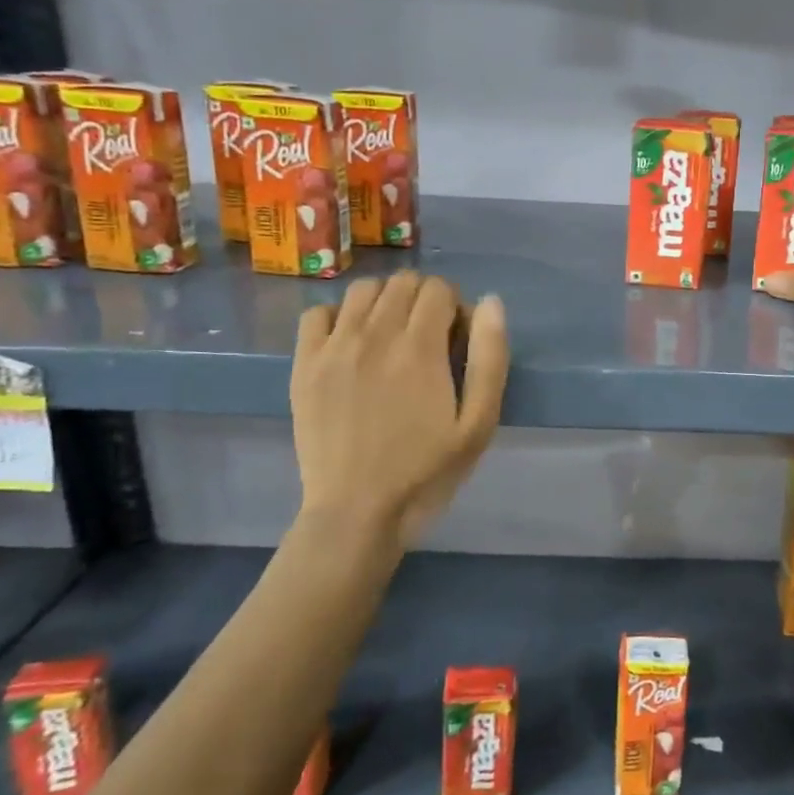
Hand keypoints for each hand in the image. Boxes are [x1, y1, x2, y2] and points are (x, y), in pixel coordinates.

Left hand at [290, 274, 508, 545]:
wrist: (357, 512)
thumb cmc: (427, 472)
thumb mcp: (479, 424)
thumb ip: (489, 358)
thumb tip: (490, 302)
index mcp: (420, 347)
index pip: (439, 288)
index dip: (455, 306)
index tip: (456, 340)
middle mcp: (374, 334)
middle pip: (403, 282)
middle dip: (423, 299)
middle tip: (428, 339)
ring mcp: (333, 348)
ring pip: (362, 290)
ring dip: (384, 301)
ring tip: (391, 336)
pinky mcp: (303, 366)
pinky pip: (317, 313)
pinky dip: (338, 316)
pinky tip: (350, 343)